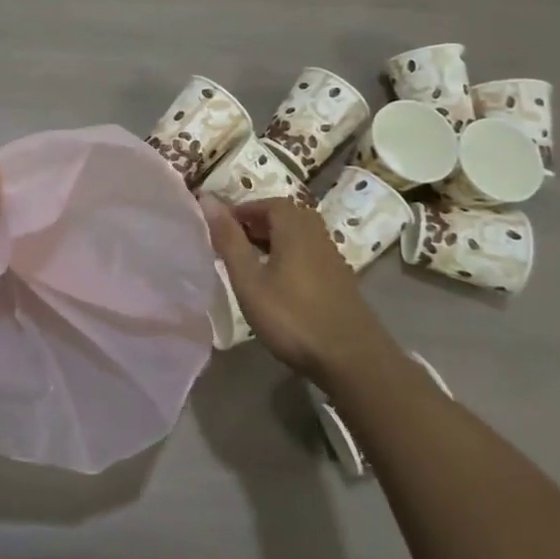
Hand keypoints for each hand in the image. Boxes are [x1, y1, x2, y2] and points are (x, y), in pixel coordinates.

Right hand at [204, 194, 385, 382]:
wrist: (353, 359)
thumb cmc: (293, 317)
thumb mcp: (250, 280)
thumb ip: (229, 240)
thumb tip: (207, 199)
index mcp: (294, 227)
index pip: (267, 203)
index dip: (242, 211)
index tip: (220, 228)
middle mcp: (317, 234)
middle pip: (286, 216)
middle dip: (257, 224)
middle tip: (233, 242)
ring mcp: (332, 257)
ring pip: (298, 235)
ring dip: (274, 240)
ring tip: (251, 262)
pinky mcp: (340, 279)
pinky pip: (309, 253)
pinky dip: (289, 256)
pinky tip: (279, 283)